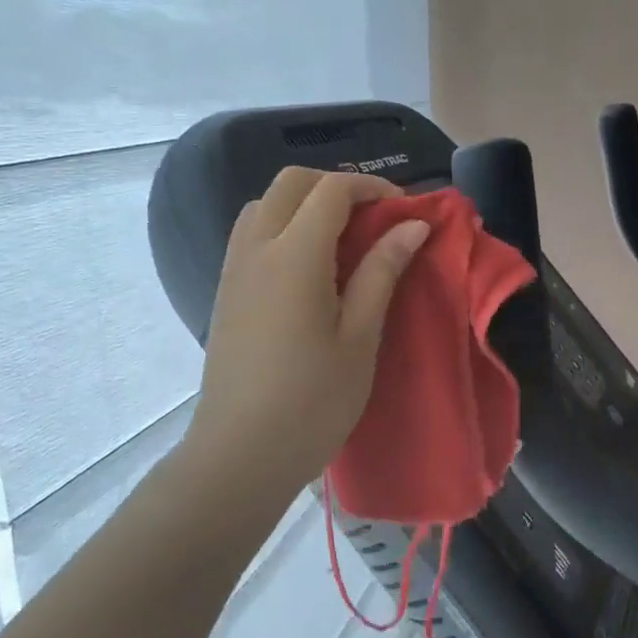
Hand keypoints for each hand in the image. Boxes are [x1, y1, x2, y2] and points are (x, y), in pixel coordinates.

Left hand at [180, 168, 430, 501]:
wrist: (241, 453)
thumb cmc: (313, 401)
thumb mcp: (360, 337)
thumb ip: (382, 271)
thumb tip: (412, 226)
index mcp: (294, 255)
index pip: (332, 190)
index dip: (373, 188)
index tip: (405, 212)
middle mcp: (257, 248)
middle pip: (292, 183)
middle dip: (336, 186)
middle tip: (374, 219)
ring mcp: (234, 268)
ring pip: (265, 203)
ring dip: (305, 203)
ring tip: (342, 240)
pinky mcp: (226, 290)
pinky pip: (251, 232)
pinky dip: (283, 225)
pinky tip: (309, 267)